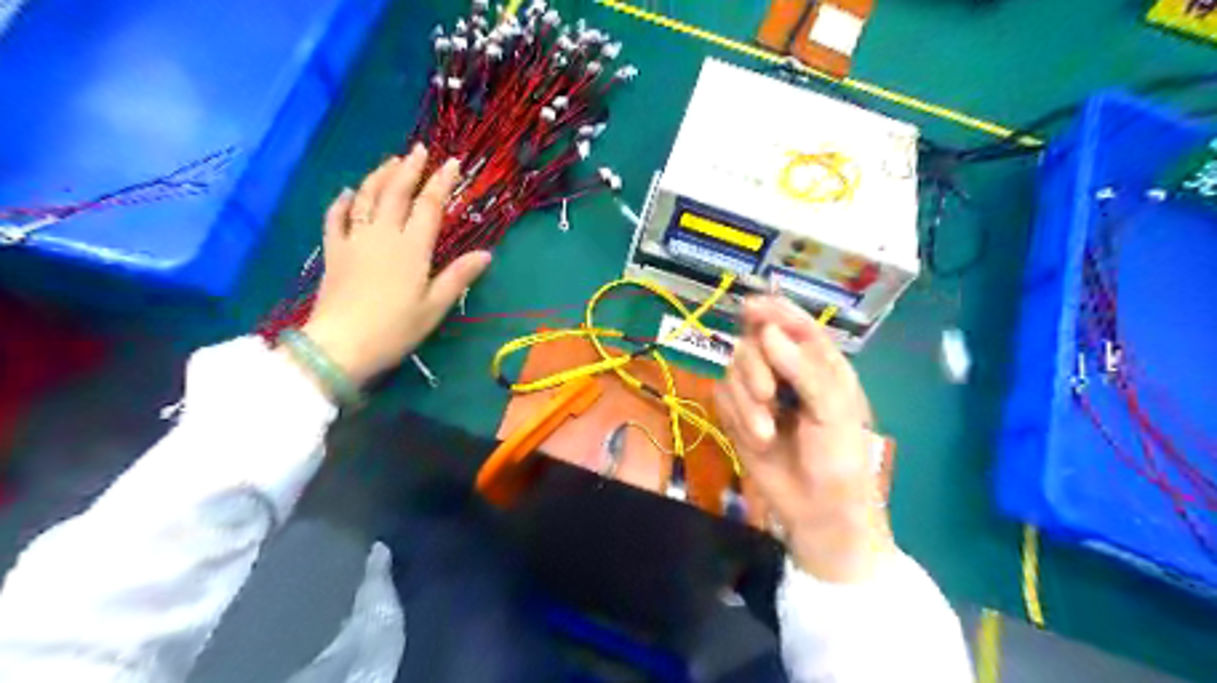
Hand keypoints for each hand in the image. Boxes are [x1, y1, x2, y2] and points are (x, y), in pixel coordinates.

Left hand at [299, 143, 488, 386]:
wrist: (341, 344)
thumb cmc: (395, 328)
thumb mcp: (434, 306)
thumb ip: (458, 276)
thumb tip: (486, 254)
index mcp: (412, 248)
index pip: (429, 206)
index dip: (442, 182)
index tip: (452, 163)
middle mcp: (383, 235)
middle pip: (396, 193)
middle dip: (410, 169)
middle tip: (419, 149)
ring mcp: (354, 241)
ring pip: (366, 198)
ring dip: (379, 176)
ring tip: (391, 161)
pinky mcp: (334, 252)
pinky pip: (335, 219)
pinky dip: (341, 202)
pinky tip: (347, 192)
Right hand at [715, 297, 889, 583]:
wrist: (817, 509)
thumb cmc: (839, 457)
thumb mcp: (833, 410)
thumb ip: (803, 369)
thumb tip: (767, 332)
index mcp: (818, 363)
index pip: (794, 324)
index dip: (773, 310)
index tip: (750, 308)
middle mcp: (786, 371)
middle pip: (753, 343)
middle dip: (755, 367)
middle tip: (768, 396)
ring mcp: (759, 393)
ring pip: (733, 370)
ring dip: (746, 401)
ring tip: (765, 432)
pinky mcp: (738, 414)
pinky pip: (722, 396)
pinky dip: (735, 415)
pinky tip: (756, 438)